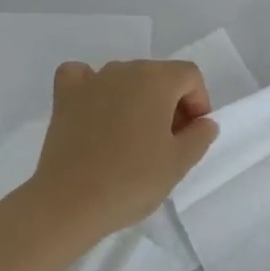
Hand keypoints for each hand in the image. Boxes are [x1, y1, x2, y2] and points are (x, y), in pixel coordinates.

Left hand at [28, 59, 218, 243]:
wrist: (70, 201)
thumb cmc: (131, 180)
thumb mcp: (178, 164)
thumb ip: (199, 137)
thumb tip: (204, 121)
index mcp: (156, 79)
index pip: (190, 76)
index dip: (198, 103)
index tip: (191, 135)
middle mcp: (124, 69)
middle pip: (158, 75)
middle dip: (170, 103)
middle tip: (167, 143)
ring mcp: (92, 79)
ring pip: (125, 78)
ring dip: (136, 100)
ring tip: (133, 139)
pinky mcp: (65, 95)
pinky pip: (82, 77)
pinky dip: (93, 88)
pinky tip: (95, 110)